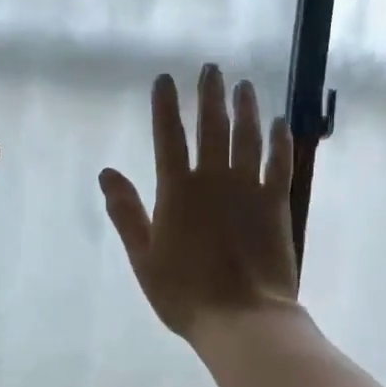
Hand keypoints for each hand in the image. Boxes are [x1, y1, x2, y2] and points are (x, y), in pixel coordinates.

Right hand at [99, 64, 300, 343]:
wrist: (242, 318)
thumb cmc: (184, 293)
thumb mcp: (143, 256)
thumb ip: (126, 212)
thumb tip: (106, 173)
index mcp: (177, 191)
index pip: (168, 137)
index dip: (165, 106)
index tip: (166, 79)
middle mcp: (214, 180)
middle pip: (212, 127)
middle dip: (209, 95)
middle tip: (212, 69)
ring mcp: (248, 189)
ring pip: (247, 137)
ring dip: (245, 109)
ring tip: (244, 85)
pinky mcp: (276, 203)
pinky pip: (279, 164)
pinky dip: (279, 141)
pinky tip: (278, 123)